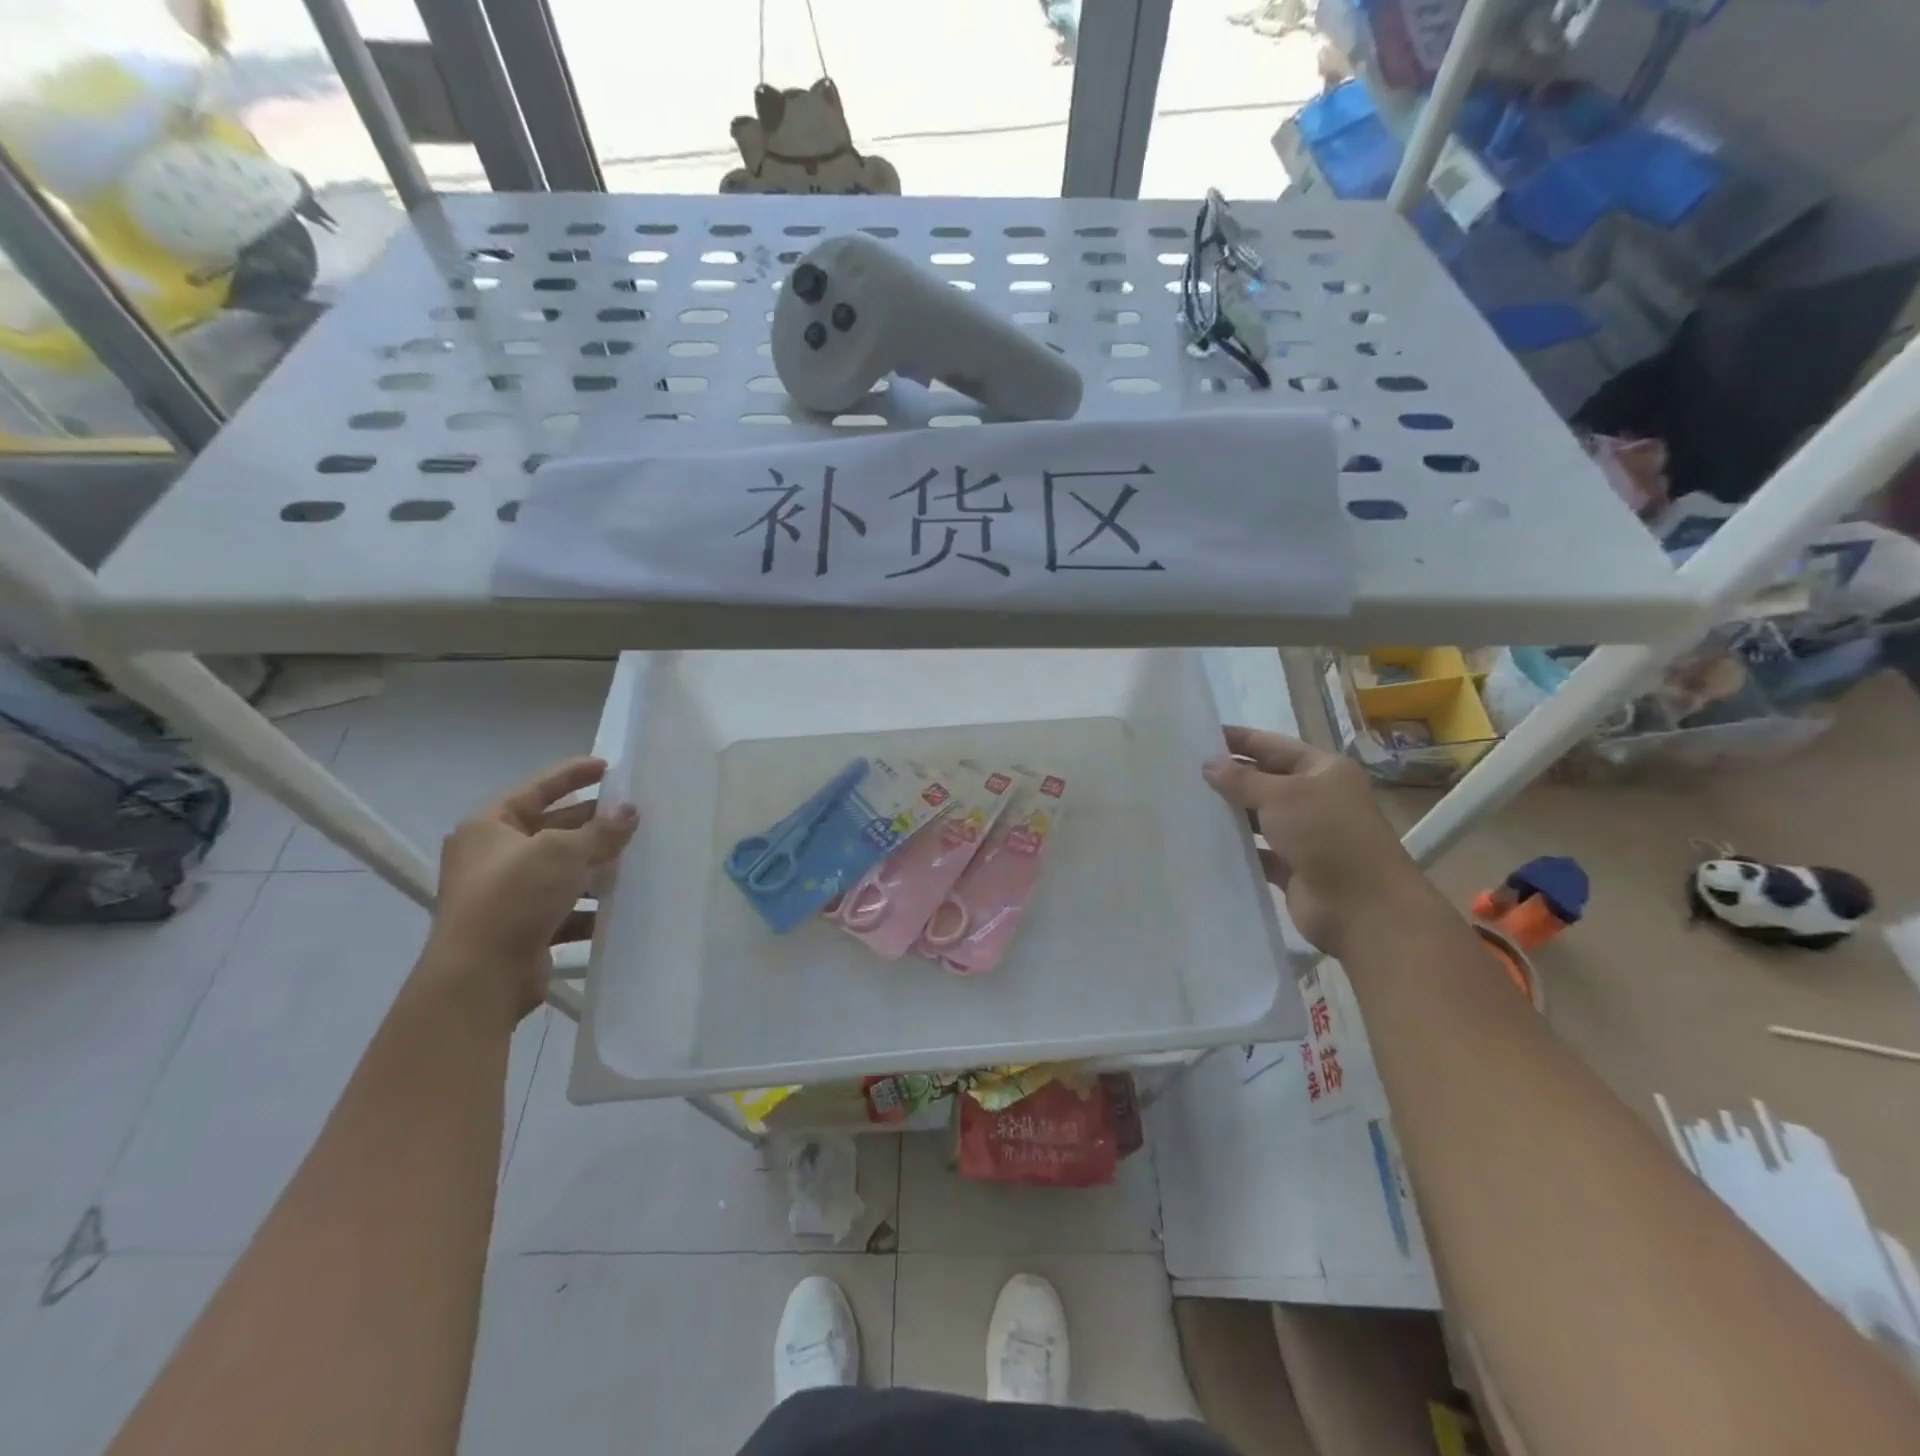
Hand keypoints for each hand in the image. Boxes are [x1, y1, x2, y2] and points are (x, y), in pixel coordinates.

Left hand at [422, 757, 639, 1023]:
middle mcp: (493, 857)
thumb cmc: (513, 898)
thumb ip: (600, 830)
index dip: (572, 774)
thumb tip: (630, 810)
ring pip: (561, 870)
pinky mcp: (522, 927)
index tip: (607, 766)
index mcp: (488, 827)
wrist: (479, 977)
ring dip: (594, 866)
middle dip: (591, 824)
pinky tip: (620, 905)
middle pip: (551, 829)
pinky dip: (590, 905)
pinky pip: (564, 906)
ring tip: (635, 859)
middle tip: (631, 815)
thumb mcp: (562, 852)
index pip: (536, 789)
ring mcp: (506, 895)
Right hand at [1203, 726, 1427, 955]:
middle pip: (1264, 780)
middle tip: (1182, 773)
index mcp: (1322, 770)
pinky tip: (1203, 843)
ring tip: (1186, 805)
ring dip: (1230, 813)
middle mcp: (1315, 799)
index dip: (1237, 740)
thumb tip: (1208, 763)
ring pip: (1259, 817)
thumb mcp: (1281, 796)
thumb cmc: (1326, 835)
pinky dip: (1237, 848)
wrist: (1362, 907)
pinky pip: (1258, 851)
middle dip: (1228, 777)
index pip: (1271, 745)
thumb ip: (1241, 779)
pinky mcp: (1293, 868)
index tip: (1197, 736)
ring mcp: (1305, 835)